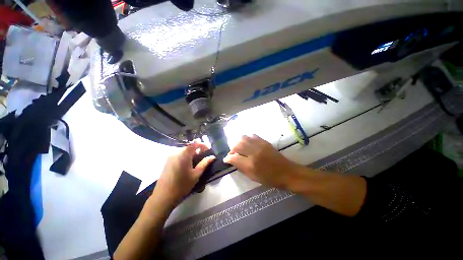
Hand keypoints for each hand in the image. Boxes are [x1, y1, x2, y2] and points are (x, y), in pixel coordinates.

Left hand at [154, 142, 215, 205]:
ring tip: (198, 160)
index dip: (202, 144)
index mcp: (183, 155)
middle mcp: (176, 153)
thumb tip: (212, 156)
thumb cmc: (182, 185)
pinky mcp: (167, 161)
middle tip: (204, 156)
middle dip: (198, 149)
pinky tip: (189, 164)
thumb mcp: (196, 174)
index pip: (194, 143)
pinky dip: (186, 156)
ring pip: (184, 151)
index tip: (209, 149)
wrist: (163, 197)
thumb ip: (204, 163)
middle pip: (189, 147)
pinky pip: (179, 155)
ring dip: (192, 153)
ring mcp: (170, 157)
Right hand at [223, 135, 301, 188]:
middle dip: (232, 148)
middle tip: (232, 153)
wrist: (286, 172)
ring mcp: (260, 145)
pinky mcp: (265, 141)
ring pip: (243, 138)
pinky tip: (248, 143)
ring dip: (238, 142)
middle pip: (237, 145)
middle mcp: (254, 152)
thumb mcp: (253, 177)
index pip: (233, 158)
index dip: (228, 158)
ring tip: (239, 147)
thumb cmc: (269, 178)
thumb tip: (231, 160)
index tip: (226, 159)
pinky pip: (252, 135)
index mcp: (251, 165)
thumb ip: (241, 167)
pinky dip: (247, 138)